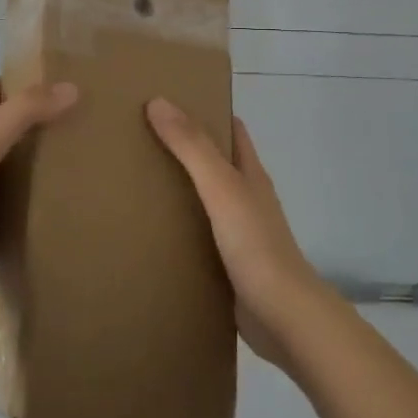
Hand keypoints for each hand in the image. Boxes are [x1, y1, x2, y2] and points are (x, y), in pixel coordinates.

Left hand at [0, 79, 78, 311]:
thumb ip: (24, 114)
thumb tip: (73, 88)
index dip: (23, 81)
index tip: (62, 75)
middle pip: (13, 131)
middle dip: (44, 122)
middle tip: (90, 118)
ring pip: (20, 170)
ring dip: (48, 164)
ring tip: (92, 158)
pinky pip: (23, 209)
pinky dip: (45, 204)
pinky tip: (75, 202)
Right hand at [145, 98, 332, 365]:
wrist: (283, 317)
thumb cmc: (256, 245)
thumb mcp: (222, 188)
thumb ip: (193, 147)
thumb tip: (158, 101)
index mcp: (250, 175)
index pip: (231, 129)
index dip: (206, 109)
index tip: (168, 100)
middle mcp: (246, 198)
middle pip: (215, 163)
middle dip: (183, 149)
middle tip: (139, 138)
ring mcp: (239, 233)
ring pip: (205, 200)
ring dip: (177, 189)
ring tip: (134, 181)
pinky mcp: (228, 264)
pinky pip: (198, 235)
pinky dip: (177, 227)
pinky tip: (149, 231)